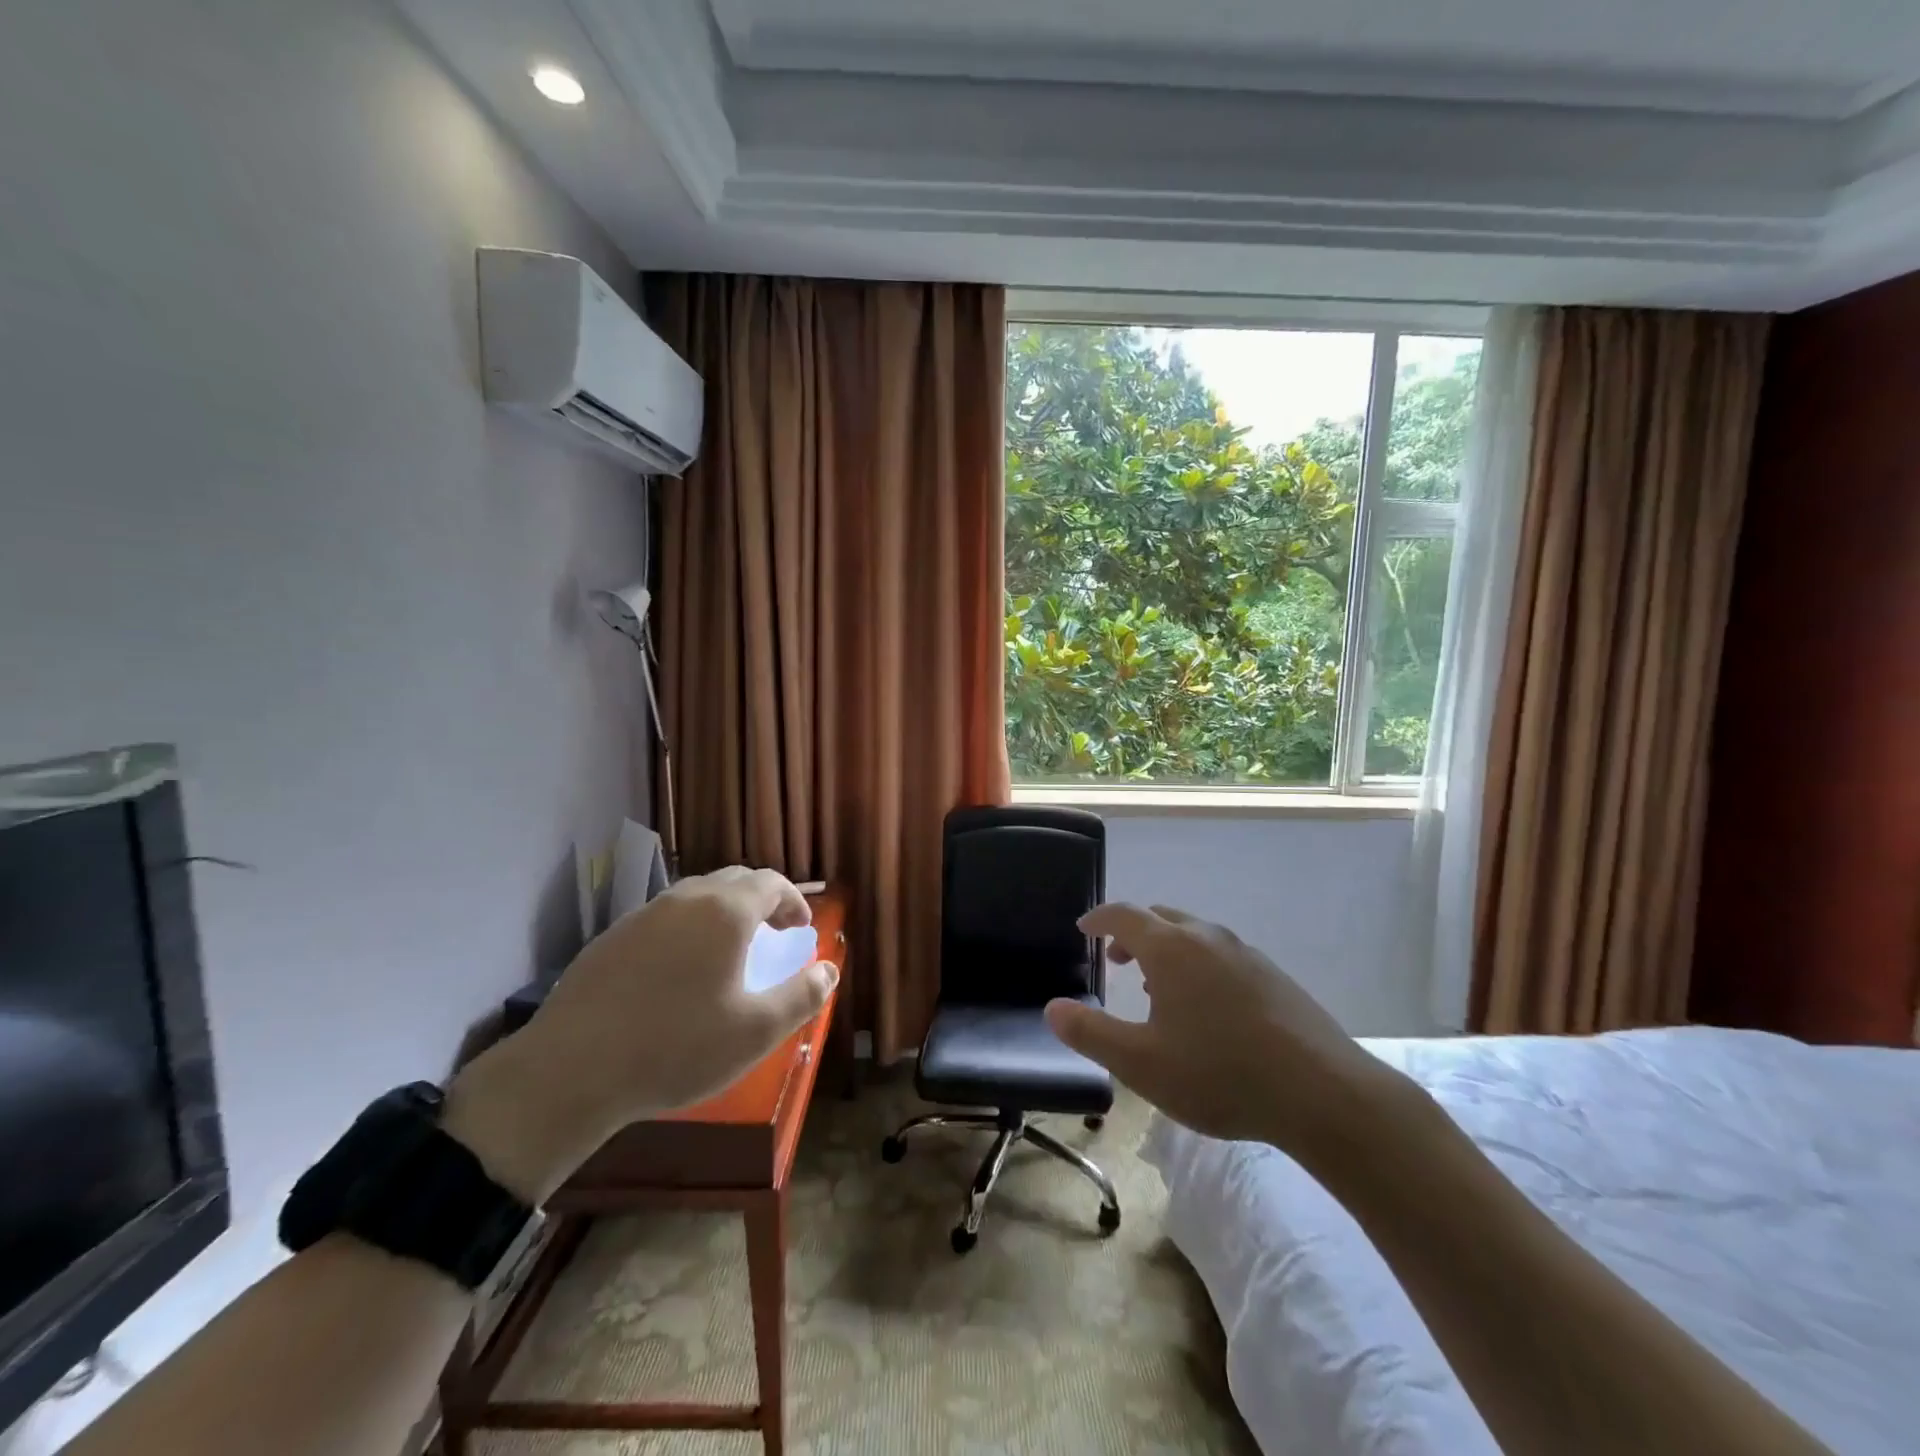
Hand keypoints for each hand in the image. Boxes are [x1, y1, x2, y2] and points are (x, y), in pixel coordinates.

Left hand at [445, 867, 837, 1200]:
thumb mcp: (756, 1031)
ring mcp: (642, 917)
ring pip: (695, 898)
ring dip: (722, 913)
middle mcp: (685, 901)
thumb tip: (830, 970)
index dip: (794, 900)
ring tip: (728, 951)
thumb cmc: (677, 1047)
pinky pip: (662, 920)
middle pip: (733, 881)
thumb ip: (803, 996)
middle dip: (761, 901)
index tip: (802, 928)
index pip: (771, 883)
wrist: (570, 1071)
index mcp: (725, 912)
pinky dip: (686, 931)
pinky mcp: (609, 940)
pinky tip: (677, 973)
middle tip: (773, 933)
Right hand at [1044, 903, 1404, 1160]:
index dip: (1099, 918)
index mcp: (1170, 948)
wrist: (1323, 1093)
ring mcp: (1245, 954)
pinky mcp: (1274, 976)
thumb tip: (1052, 1008)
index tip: (1083, 928)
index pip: (1123, 915)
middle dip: (1133, 932)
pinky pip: (1222, 955)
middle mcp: (1207, 938)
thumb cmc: (1220, 1074)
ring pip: (1195, 936)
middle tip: (1117, 959)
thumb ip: (1091, 1033)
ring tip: (1158, 987)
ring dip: (1167, 950)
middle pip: (1161, 918)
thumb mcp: (1141, 1064)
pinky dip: (1199, 964)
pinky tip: (1207, 1008)